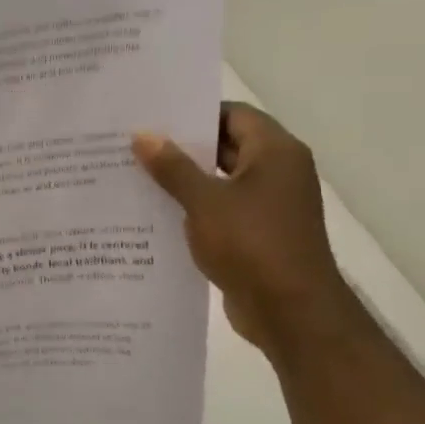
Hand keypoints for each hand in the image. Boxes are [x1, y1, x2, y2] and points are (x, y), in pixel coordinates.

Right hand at [133, 103, 364, 356]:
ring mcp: (269, 204)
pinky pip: (221, 207)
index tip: (151, 117)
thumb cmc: (252, 245)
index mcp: (276, 153)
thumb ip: (172, 167)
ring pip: (220, 179)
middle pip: (226, 145)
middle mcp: (278, 172)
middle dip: (182, 146)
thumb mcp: (204, 202)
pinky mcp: (258, 232)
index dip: (194, 112)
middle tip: (134, 144)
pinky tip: (154, 212)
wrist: (290, 311)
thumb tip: (143, 135)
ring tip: (135, 175)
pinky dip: (193, 206)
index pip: (233, 114)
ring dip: (184, 179)